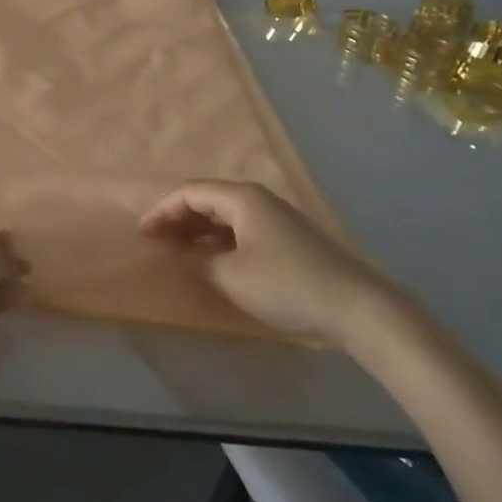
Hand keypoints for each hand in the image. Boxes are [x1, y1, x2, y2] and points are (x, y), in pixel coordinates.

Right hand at [139, 181, 395, 348]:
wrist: (359, 308)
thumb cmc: (288, 285)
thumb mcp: (233, 276)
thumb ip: (199, 262)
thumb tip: (182, 256)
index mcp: (241, 198)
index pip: (190, 193)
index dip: (162, 211)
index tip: (142, 233)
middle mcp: (258, 199)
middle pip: (207, 200)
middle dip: (178, 219)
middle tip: (156, 242)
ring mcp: (277, 218)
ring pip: (226, 216)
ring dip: (199, 231)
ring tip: (179, 251)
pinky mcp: (290, 240)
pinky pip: (242, 230)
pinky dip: (220, 241)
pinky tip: (215, 261)